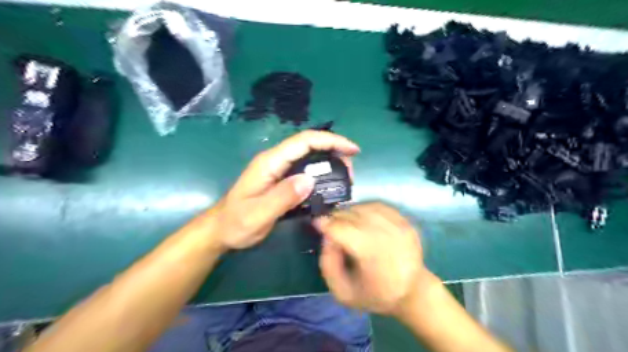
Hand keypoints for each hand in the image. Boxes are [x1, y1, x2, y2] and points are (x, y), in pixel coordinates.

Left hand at [211, 131, 357, 250]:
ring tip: (345, 179)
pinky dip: (321, 174)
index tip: (352, 150)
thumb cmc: (236, 223)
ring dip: (330, 163)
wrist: (221, 230)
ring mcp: (278, 170)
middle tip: (351, 173)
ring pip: (309, 157)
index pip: (304, 141)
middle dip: (334, 152)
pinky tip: (330, 186)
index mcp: (270, 162)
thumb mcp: (258, 214)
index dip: (330, 140)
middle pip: (310, 146)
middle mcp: (276, 161)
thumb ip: (282, 197)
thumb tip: (309, 180)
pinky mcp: (281, 180)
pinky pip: (306, 171)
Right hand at [317, 202, 434, 317]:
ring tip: (344, 222)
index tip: (316, 223)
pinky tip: (360, 219)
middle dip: (336, 217)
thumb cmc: (375, 294)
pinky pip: (377, 206)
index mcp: (373, 257)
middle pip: (353, 216)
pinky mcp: (405, 220)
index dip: (326, 224)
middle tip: (329, 225)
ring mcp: (399, 226)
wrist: (413, 291)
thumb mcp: (343, 292)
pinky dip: (363, 209)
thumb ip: (328, 264)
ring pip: (364, 207)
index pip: (343, 230)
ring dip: (349, 212)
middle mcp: (388, 236)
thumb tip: (326, 235)